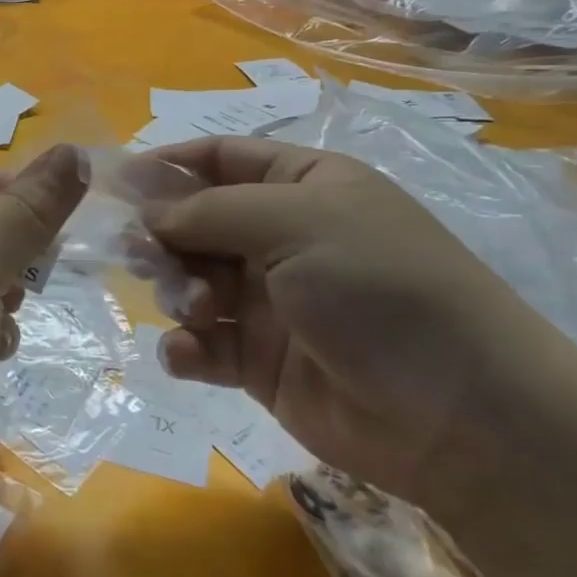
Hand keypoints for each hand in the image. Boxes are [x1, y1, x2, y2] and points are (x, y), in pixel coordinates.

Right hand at [142, 136, 568, 508]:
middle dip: (163, 237)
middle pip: (194, 221)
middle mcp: (281, 236)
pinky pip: (202, 342)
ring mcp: (270, 300)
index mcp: (301, 185)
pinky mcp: (259, 360)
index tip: (115, 184)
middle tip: (141, 257)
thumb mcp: (296, 223)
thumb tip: (146, 212)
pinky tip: (191, 355)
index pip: (219, 158)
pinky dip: (187, 347)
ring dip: (178, 292)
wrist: (461, 418)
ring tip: (195, 309)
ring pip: (191, 281)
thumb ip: (209, 211)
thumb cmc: (380, 290)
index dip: (167, 165)